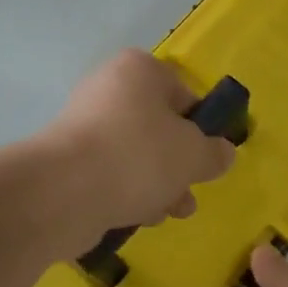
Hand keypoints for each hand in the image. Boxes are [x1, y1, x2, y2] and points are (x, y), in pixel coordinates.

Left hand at [37, 50, 236, 252]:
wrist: (64, 192)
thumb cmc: (139, 156)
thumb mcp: (193, 154)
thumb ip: (214, 153)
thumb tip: (223, 153)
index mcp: (139, 70)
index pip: (183, 93)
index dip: (201, 127)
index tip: (209, 156)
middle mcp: (108, 89)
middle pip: (158, 126)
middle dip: (178, 163)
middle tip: (191, 189)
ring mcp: (83, 125)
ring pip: (135, 154)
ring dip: (158, 183)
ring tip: (170, 212)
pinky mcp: (67, 161)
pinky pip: (109, 173)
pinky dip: (127, 192)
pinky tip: (139, 217)